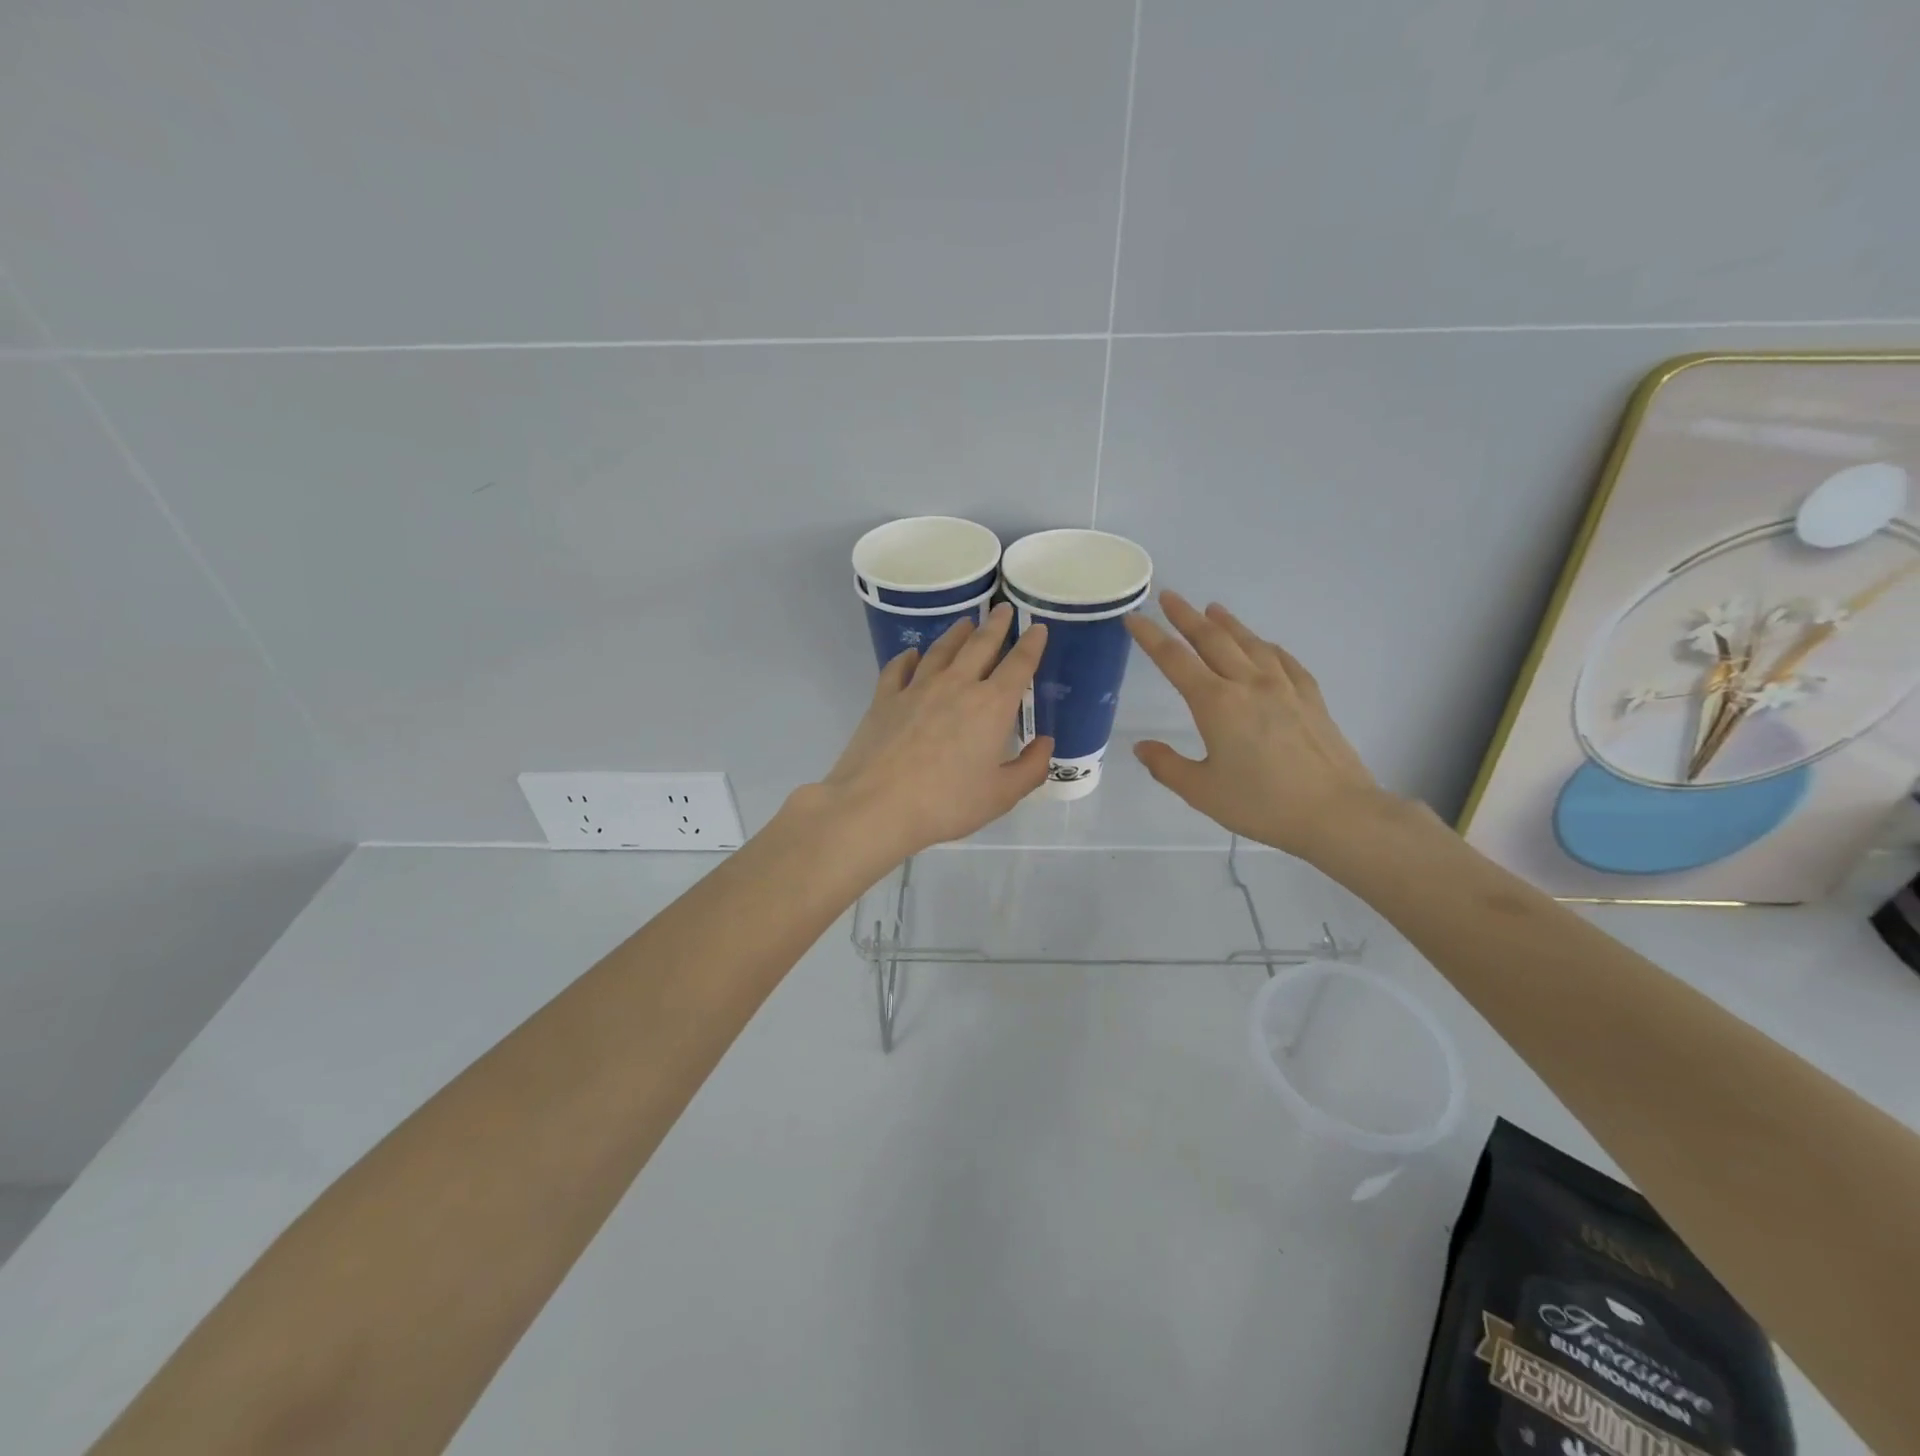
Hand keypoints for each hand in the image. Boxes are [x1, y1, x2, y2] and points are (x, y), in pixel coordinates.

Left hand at [816, 603, 1052, 861]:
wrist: (876, 806)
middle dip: (996, 625)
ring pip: (941, 649)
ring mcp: (917, 688)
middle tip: (1004, 609)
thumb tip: (1045, 743)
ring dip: (956, 633)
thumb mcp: (1001, 795)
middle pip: (980, 645)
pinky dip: (908, 657)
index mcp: (992, 706)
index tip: (1037, 628)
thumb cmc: (947, 804)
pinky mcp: (885, 698)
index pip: (1019, 664)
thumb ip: (1031, 768)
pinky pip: (899, 667)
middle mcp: (957, 685)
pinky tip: (911, 655)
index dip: (1032, 644)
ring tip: (965, 623)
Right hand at [1125, 591, 1388, 862]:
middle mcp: (1248, 684)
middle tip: (1169, 596)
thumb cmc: (1262, 804)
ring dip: (1227, 623)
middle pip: (1212, 639)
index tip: (1133, 618)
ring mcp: (1284, 686)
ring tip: (1212, 609)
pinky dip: (1266, 646)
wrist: (1336, 812)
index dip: (1150, 637)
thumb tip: (1141, 747)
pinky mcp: (1310, 696)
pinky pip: (1283, 659)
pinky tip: (1264, 645)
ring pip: (1249, 643)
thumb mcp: (1202, 792)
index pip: (1174, 660)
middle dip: (1186, 616)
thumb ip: (1167, 766)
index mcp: (1216, 704)